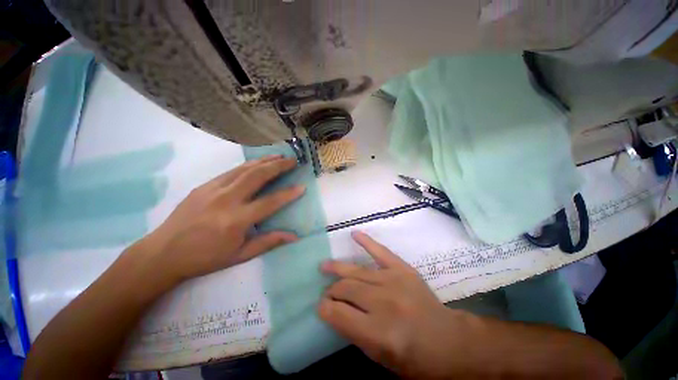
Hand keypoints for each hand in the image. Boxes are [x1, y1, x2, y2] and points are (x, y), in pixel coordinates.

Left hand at [139, 155, 304, 282]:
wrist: (163, 253)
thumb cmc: (205, 258)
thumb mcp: (240, 255)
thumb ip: (268, 242)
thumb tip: (294, 236)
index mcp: (235, 220)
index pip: (269, 202)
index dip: (288, 194)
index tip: (302, 186)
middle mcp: (226, 200)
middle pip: (257, 176)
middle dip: (278, 166)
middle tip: (292, 160)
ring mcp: (213, 189)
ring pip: (244, 169)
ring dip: (264, 161)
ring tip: (279, 156)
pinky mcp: (204, 185)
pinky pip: (231, 171)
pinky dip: (248, 165)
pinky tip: (257, 163)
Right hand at [319, 231, 467, 378]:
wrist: (448, 340)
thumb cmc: (414, 358)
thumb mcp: (380, 358)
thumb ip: (353, 332)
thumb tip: (333, 310)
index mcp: (380, 334)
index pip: (339, 314)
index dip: (324, 309)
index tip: (320, 306)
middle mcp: (385, 304)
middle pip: (347, 288)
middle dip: (331, 290)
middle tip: (327, 292)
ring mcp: (395, 281)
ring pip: (357, 271)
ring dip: (338, 268)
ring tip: (325, 266)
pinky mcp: (403, 269)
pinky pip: (381, 252)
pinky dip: (367, 242)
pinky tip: (354, 234)